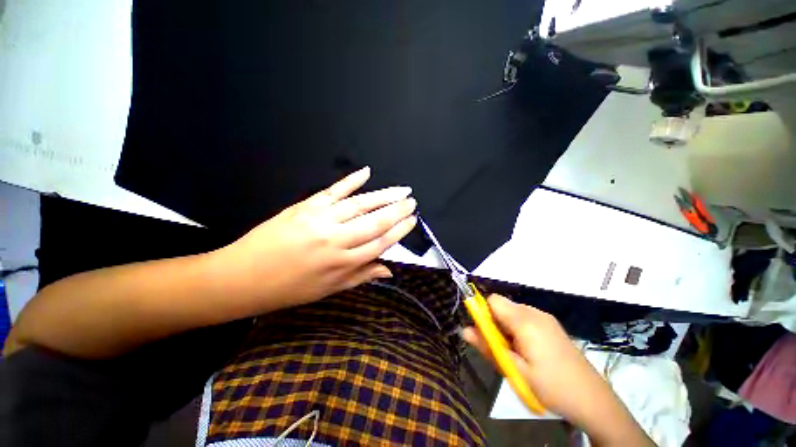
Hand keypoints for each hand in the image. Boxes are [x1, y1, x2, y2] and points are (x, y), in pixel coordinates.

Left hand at [218, 166, 417, 312]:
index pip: (380, 243)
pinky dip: (351, 180)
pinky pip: (333, 190)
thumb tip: (389, 270)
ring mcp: (321, 219)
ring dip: (384, 195)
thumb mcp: (329, 290)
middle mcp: (336, 240)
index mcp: (342, 263)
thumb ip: (361, 276)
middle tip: (412, 201)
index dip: (399, 231)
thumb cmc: (289, 288)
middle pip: (375, 222)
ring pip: (360, 204)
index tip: (412, 221)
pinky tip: (366, 172)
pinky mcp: (306, 206)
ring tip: (402, 190)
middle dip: (397, 211)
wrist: (243, 277)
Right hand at [462, 296, 653, 445]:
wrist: (594, 400)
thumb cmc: (552, 387)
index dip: (483, 313)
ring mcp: (545, 318)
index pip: (492, 300)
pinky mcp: (551, 325)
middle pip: (502, 305)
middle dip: (494, 323)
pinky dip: (518, 328)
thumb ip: (488, 347)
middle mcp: (534, 312)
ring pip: (512, 311)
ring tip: (516, 354)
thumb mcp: (516, 371)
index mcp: (525, 321)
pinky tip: (529, 351)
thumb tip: (463, 329)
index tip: (485, 335)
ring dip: (506, 327)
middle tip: (502, 350)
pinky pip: (525, 317)